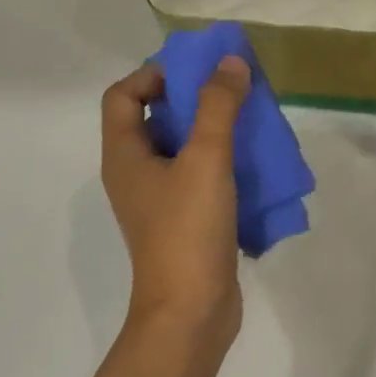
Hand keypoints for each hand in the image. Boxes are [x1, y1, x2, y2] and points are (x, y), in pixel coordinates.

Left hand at [100, 56, 250, 347]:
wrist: (191, 313)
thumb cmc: (187, 230)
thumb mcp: (206, 159)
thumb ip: (218, 106)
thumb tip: (230, 62)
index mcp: (125, 155)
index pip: (124, 95)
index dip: (153, 74)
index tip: (195, 71)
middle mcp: (135, 172)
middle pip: (154, 117)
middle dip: (191, 96)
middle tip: (230, 88)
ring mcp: (159, 198)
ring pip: (180, 146)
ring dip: (210, 127)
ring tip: (247, 118)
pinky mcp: (183, 218)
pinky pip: (197, 173)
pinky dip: (220, 158)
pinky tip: (252, 160)